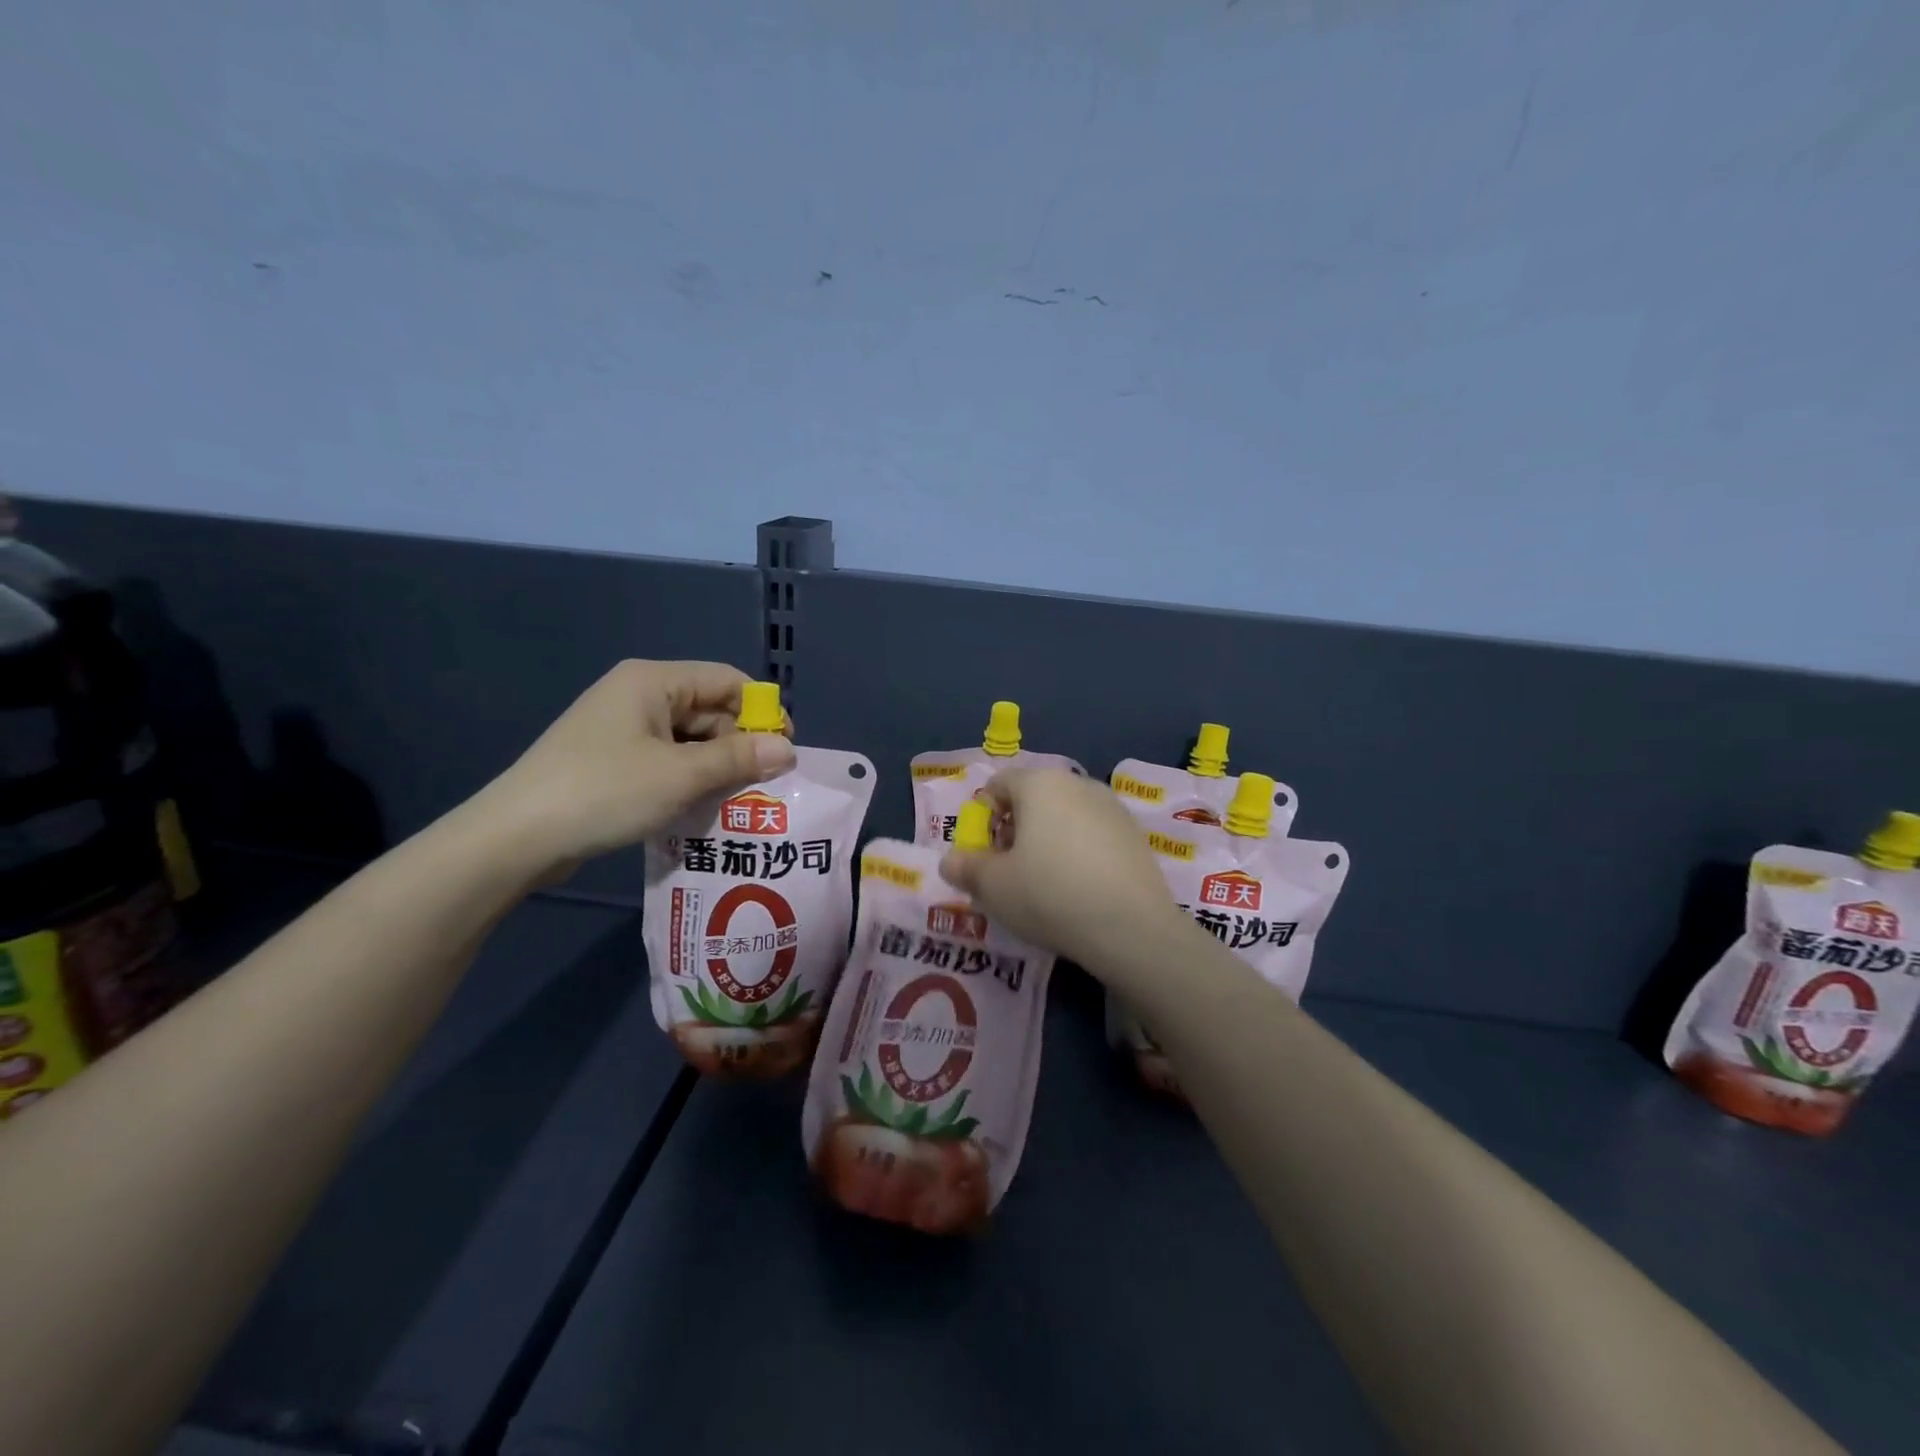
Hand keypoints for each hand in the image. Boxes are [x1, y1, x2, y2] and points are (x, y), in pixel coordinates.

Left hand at [477, 660, 795, 877]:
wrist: (515, 838)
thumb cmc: (604, 792)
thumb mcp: (681, 776)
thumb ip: (739, 759)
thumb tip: (789, 749)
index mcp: (653, 682)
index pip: (727, 680)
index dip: (762, 711)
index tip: (784, 750)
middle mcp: (639, 695)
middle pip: (709, 710)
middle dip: (739, 745)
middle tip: (763, 786)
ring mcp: (622, 729)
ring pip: (690, 739)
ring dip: (716, 767)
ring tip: (738, 802)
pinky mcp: (612, 759)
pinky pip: (667, 760)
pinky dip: (689, 779)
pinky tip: (702, 808)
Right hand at [937, 767, 1184, 971]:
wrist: (1130, 927)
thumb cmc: (1048, 894)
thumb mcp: (992, 886)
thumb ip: (966, 868)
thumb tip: (951, 862)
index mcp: (1039, 783)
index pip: (998, 785)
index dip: (982, 819)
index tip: (984, 857)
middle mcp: (1077, 783)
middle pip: (1033, 799)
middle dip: (1015, 831)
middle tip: (1010, 873)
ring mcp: (1112, 808)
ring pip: (1065, 817)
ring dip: (1047, 843)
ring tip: (1045, 886)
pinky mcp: (1135, 836)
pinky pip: (1093, 837)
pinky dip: (1079, 855)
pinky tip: (1080, 891)